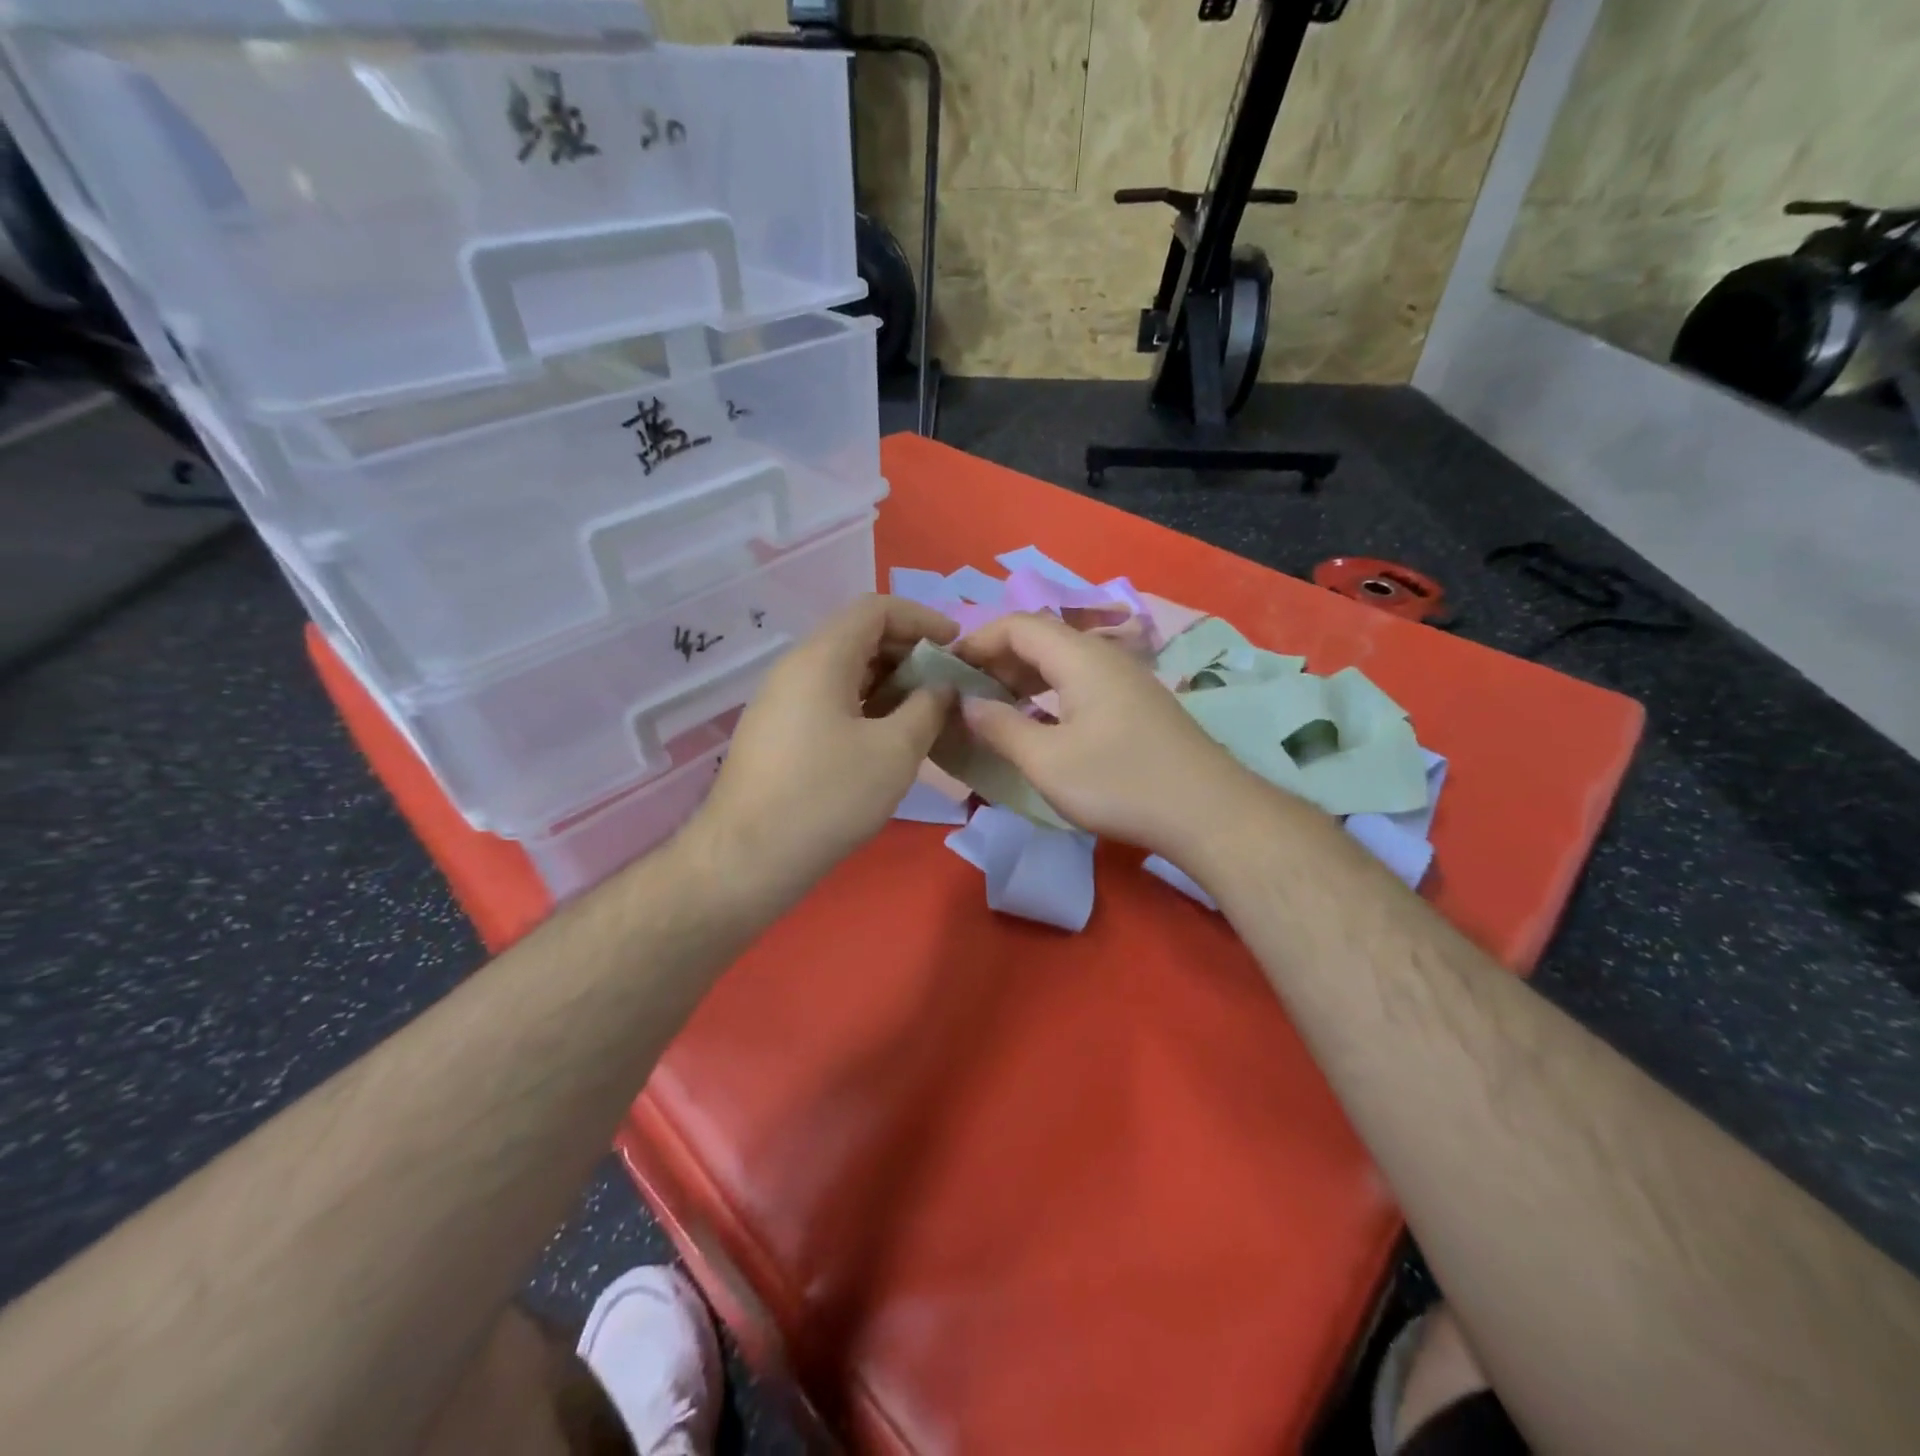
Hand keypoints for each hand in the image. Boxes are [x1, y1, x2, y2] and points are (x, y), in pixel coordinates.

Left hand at [691, 595, 958, 902]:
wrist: (747, 859)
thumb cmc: (827, 797)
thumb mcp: (895, 751)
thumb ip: (928, 708)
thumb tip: (942, 687)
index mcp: (821, 658)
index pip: (875, 609)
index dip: (922, 618)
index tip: (957, 646)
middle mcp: (795, 668)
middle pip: (858, 637)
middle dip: (909, 653)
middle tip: (947, 685)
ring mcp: (781, 702)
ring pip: (844, 672)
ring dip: (889, 683)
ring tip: (925, 713)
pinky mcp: (777, 733)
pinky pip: (828, 700)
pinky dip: (865, 705)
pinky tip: (887, 739)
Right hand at [952, 612, 1252, 858]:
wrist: (1208, 812)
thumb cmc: (1121, 783)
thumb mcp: (1047, 761)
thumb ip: (1001, 727)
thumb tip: (967, 704)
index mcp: (1080, 658)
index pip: (1018, 625)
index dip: (977, 640)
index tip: (946, 668)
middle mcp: (1104, 656)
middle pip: (1041, 639)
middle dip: (996, 659)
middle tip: (965, 691)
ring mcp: (1125, 680)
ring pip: (1062, 662)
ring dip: (1023, 678)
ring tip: (993, 707)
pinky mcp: (1137, 705)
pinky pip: (1080, 683)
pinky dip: (1048, 694)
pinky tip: (1037, 724)